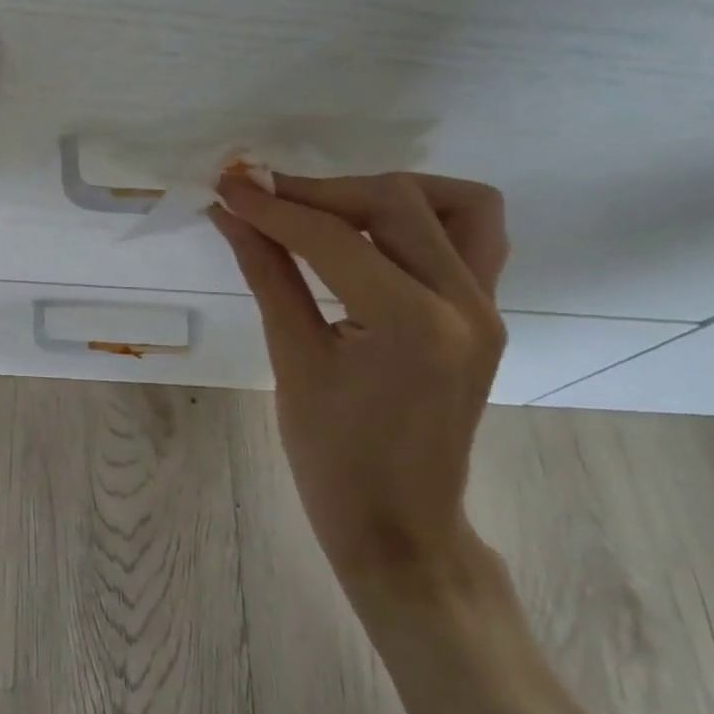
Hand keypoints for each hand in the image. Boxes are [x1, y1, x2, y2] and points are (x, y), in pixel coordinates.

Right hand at [211, 171, 509, 589]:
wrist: (400, 529)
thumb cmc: (333, 459)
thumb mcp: (291, 360)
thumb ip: (266, 272)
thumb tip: (230, 212)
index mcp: (410, 324)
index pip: (332, 238)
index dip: (272, 206)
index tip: (227, 184)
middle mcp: (463, 304)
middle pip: (395, 202)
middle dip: (320, 191)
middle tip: (263, 196)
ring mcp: (486, 309)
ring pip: (453, 204)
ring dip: (384, 192)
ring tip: (328, 209)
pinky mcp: (486, 315)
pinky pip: (472, 236)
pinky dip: (422, 216)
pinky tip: (372, 234)